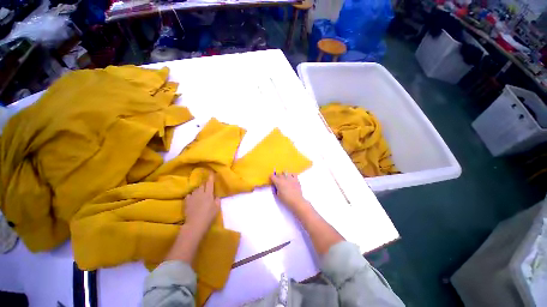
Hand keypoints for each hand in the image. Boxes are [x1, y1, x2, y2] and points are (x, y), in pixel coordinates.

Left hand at [184, 174, 220, 232]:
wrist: (195, 224)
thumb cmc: (208, 216)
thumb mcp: (217, 208)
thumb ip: (217, 200)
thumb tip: (216, 196)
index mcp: (208, 194)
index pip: (210, 183)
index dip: (210, 178)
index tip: (211, 173)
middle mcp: (200, 193)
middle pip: (202, 185)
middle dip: (204, 184)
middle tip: (206, 185)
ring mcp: (192, 197)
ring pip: (195, 190)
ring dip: (198, 190)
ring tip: (199, 193)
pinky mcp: (186, 202)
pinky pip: (189, 195)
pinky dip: (191, 195)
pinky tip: (192, 199)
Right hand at [270, 171, 308, 212]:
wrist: (296, 201)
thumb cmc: (286, 199)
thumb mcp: (278, 195)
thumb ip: (275, 189)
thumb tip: (275, 185)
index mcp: (278, 182)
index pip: (272, 176)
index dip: (271, 177)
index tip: (271, 179)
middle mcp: (284, 178)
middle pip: (279, 174)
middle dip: (277, 176)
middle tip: (277, 181)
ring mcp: (290, 178)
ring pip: (285, 172)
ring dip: (284, 174)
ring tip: (284, 178)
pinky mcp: (296, 179)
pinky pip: (293, 173)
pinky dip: (291, 174)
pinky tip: (291, 178)